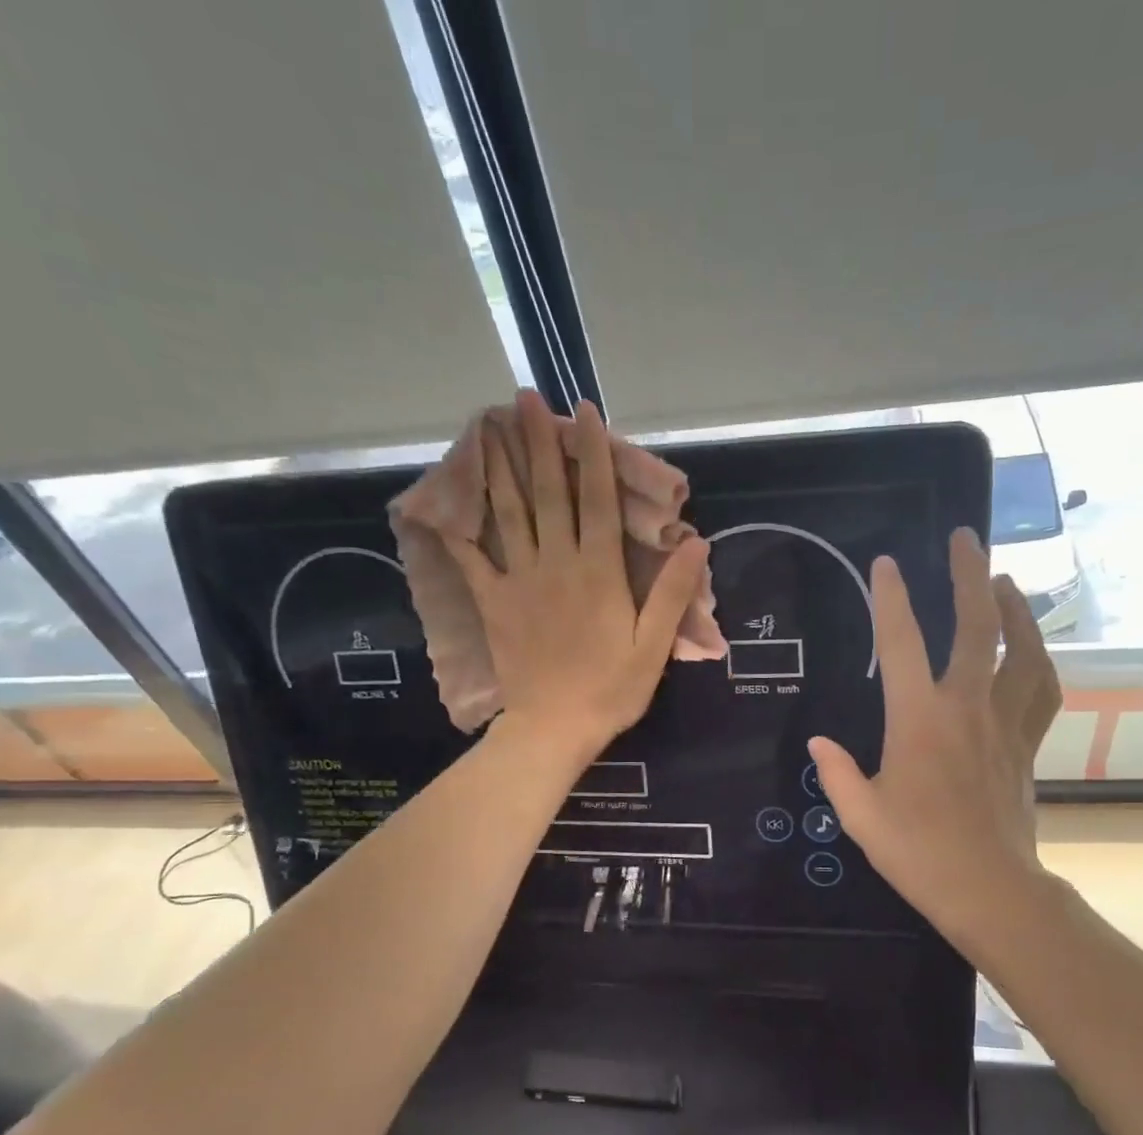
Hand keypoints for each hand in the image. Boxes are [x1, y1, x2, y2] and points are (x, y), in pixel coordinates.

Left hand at [446, 391, 707, 762]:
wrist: (555, 727)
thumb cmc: (611, 689)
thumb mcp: (654, 646)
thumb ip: (673, 593)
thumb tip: (696, 542)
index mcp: (599, 572)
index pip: (596, 501)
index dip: (592, 455)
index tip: (584, 414)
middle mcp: (557, 564)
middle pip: (548, 494)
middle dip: (538, 443)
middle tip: (526, 398)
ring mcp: (519, 581)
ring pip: (508, 514)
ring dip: (500, 468)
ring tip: (488, 425)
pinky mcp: (493, 603)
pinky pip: (472, 559)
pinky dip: (459, 529)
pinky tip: (446, 501)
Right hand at [809, 528, 1061, 951]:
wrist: (989, 889)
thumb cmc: (917, 852)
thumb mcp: (860, 814)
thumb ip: (838, 772)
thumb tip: (820, 742)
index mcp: (918, 719)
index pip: (901, 643)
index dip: (891, 598)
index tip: (886, 564)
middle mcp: (966, 706)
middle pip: (976, 625)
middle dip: (968, 575)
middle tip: (964, 538)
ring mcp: (1004, 722)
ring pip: (1021, 649)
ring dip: (1013, 608)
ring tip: (1003, 581)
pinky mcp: (1027, 743)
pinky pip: (1042, 690)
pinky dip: (1039, 661)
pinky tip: (1032, 649)